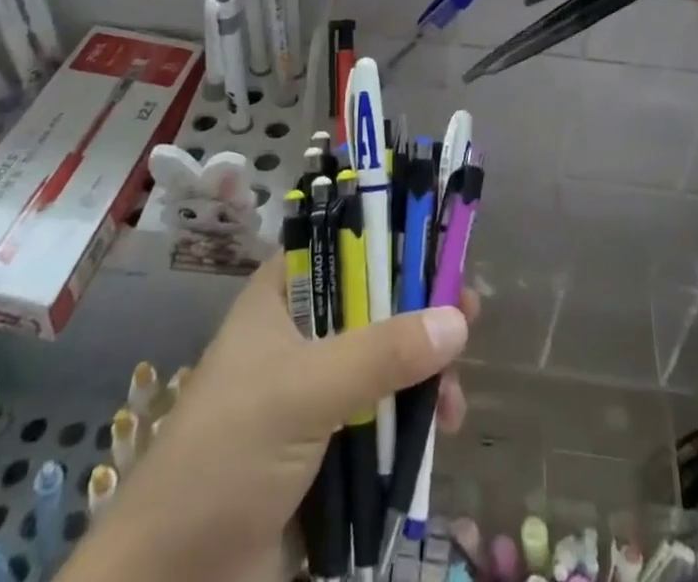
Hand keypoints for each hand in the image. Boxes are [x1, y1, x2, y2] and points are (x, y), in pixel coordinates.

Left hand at [73, 262, 475, 581]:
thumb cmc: (228, 456)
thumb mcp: (305, 392)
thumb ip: (382, 354)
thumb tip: (459, 320)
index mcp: (283, 296)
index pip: (346, 243)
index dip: (395, 241)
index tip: (443, 256)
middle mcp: (301, 332)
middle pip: (375, 302)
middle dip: (421, 315)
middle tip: (468, 319)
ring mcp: (314, 389)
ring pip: (384, 360)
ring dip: (424, 374)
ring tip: (452, 404)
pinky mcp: (327, 443)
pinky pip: (381, 413)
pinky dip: (411, 419)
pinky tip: (437, 433)